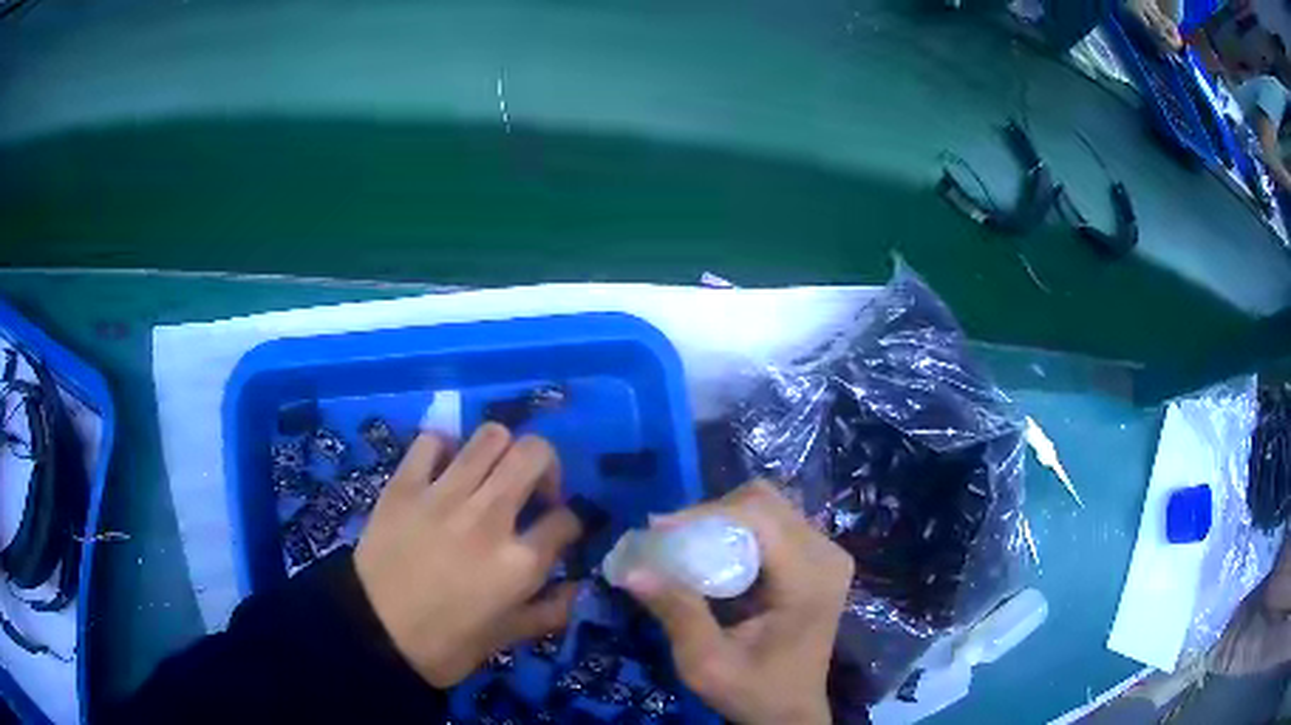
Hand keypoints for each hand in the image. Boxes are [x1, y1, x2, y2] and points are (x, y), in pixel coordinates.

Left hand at [354, 424, 582, 687]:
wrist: (372, 633)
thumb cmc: (445, 644)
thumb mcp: (506, 637)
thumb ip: (550, 611)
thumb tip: (577, 586)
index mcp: (519, 562)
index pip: (566, 520)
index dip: (568, 525)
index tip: (556, 534)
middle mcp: (488, 517)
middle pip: (535, 454)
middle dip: (547, 467)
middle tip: (532, 492)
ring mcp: (443, 495)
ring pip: (490, 436)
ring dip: (502, 451)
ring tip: (491, 476)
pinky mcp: (405, 485)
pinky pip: (433, 441)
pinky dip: (445, 449)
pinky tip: (444, 472)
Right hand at [622, 481, 852, 724]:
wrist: (791, 712)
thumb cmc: (754, 691)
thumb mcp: (707, 663)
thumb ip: (677, 612)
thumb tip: (633, 568)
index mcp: (810, 578)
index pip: (760, 516)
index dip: (705, 514)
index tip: (657, 531)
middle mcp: (827, 554)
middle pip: (764, 502)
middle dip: (709, 514)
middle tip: (668, 540)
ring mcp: (826, 553)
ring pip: (766, 507)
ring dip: (720, 520)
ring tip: (684, 547)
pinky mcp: (816, 559)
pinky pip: (771, 523)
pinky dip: (734, 531)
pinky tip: (711, 556)